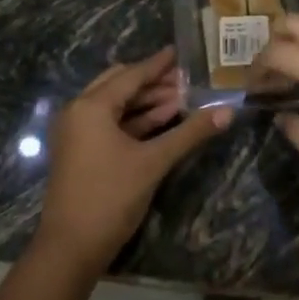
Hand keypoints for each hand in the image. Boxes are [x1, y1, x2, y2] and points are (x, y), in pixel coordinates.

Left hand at [36, 48, 230, 275]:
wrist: (71, 247)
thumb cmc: (110, 197)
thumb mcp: (154, 162)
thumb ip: (190, 133)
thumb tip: (227, 111)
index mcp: (91, 106)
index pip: (131, 76)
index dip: (158, 64)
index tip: (179, 52)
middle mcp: (79, 111)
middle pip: (120, 85)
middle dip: (153, 83)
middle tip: (185, 79)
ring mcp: (77, 133)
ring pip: (115, 106)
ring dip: (146, 102)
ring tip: (181, 99)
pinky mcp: (81, 152)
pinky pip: (110, 124)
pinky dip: (134, 120)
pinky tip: (162, 121)